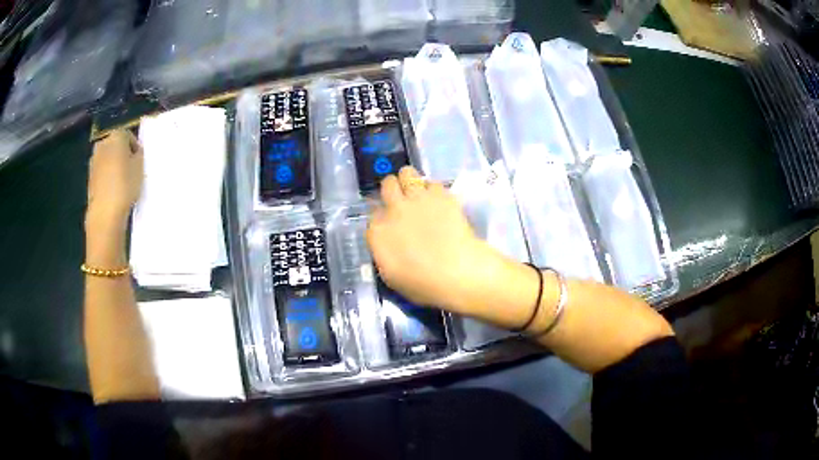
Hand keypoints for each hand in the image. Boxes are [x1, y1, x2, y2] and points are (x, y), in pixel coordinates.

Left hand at [86, 130, 143, 227]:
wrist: (105, 212)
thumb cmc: (125, 185)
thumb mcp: (140, 167)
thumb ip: (138, 154)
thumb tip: (134, 153)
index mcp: (116, 135)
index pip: (128, 135)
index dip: (135, 147)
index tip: (139, 160)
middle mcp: (103, 143)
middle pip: (115, 145)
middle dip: (122, 154)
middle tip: (131, 169)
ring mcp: (94, 161)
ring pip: (107, 158)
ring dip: (113, 165)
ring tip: (122, 181)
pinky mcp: (90, 177)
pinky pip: (102, 172)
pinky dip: (107, 177)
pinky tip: (113, 190)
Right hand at [366, 167, 502, 314]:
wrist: (458, 273)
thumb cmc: (423, 285)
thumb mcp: (391, 277)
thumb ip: (383, 253)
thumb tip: (386, 241)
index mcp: (378, 232)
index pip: (373, 213)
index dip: (382, 216)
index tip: (389, 222)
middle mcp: (394, 209)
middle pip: (387, 185)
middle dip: (393, 190)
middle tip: (402, 201)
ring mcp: (418, 198)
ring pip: (407, 173)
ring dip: (410, 180)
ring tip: (418, 191)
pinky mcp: (441, 195)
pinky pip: (433, 183)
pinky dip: (434, 190)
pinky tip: (440, 201)